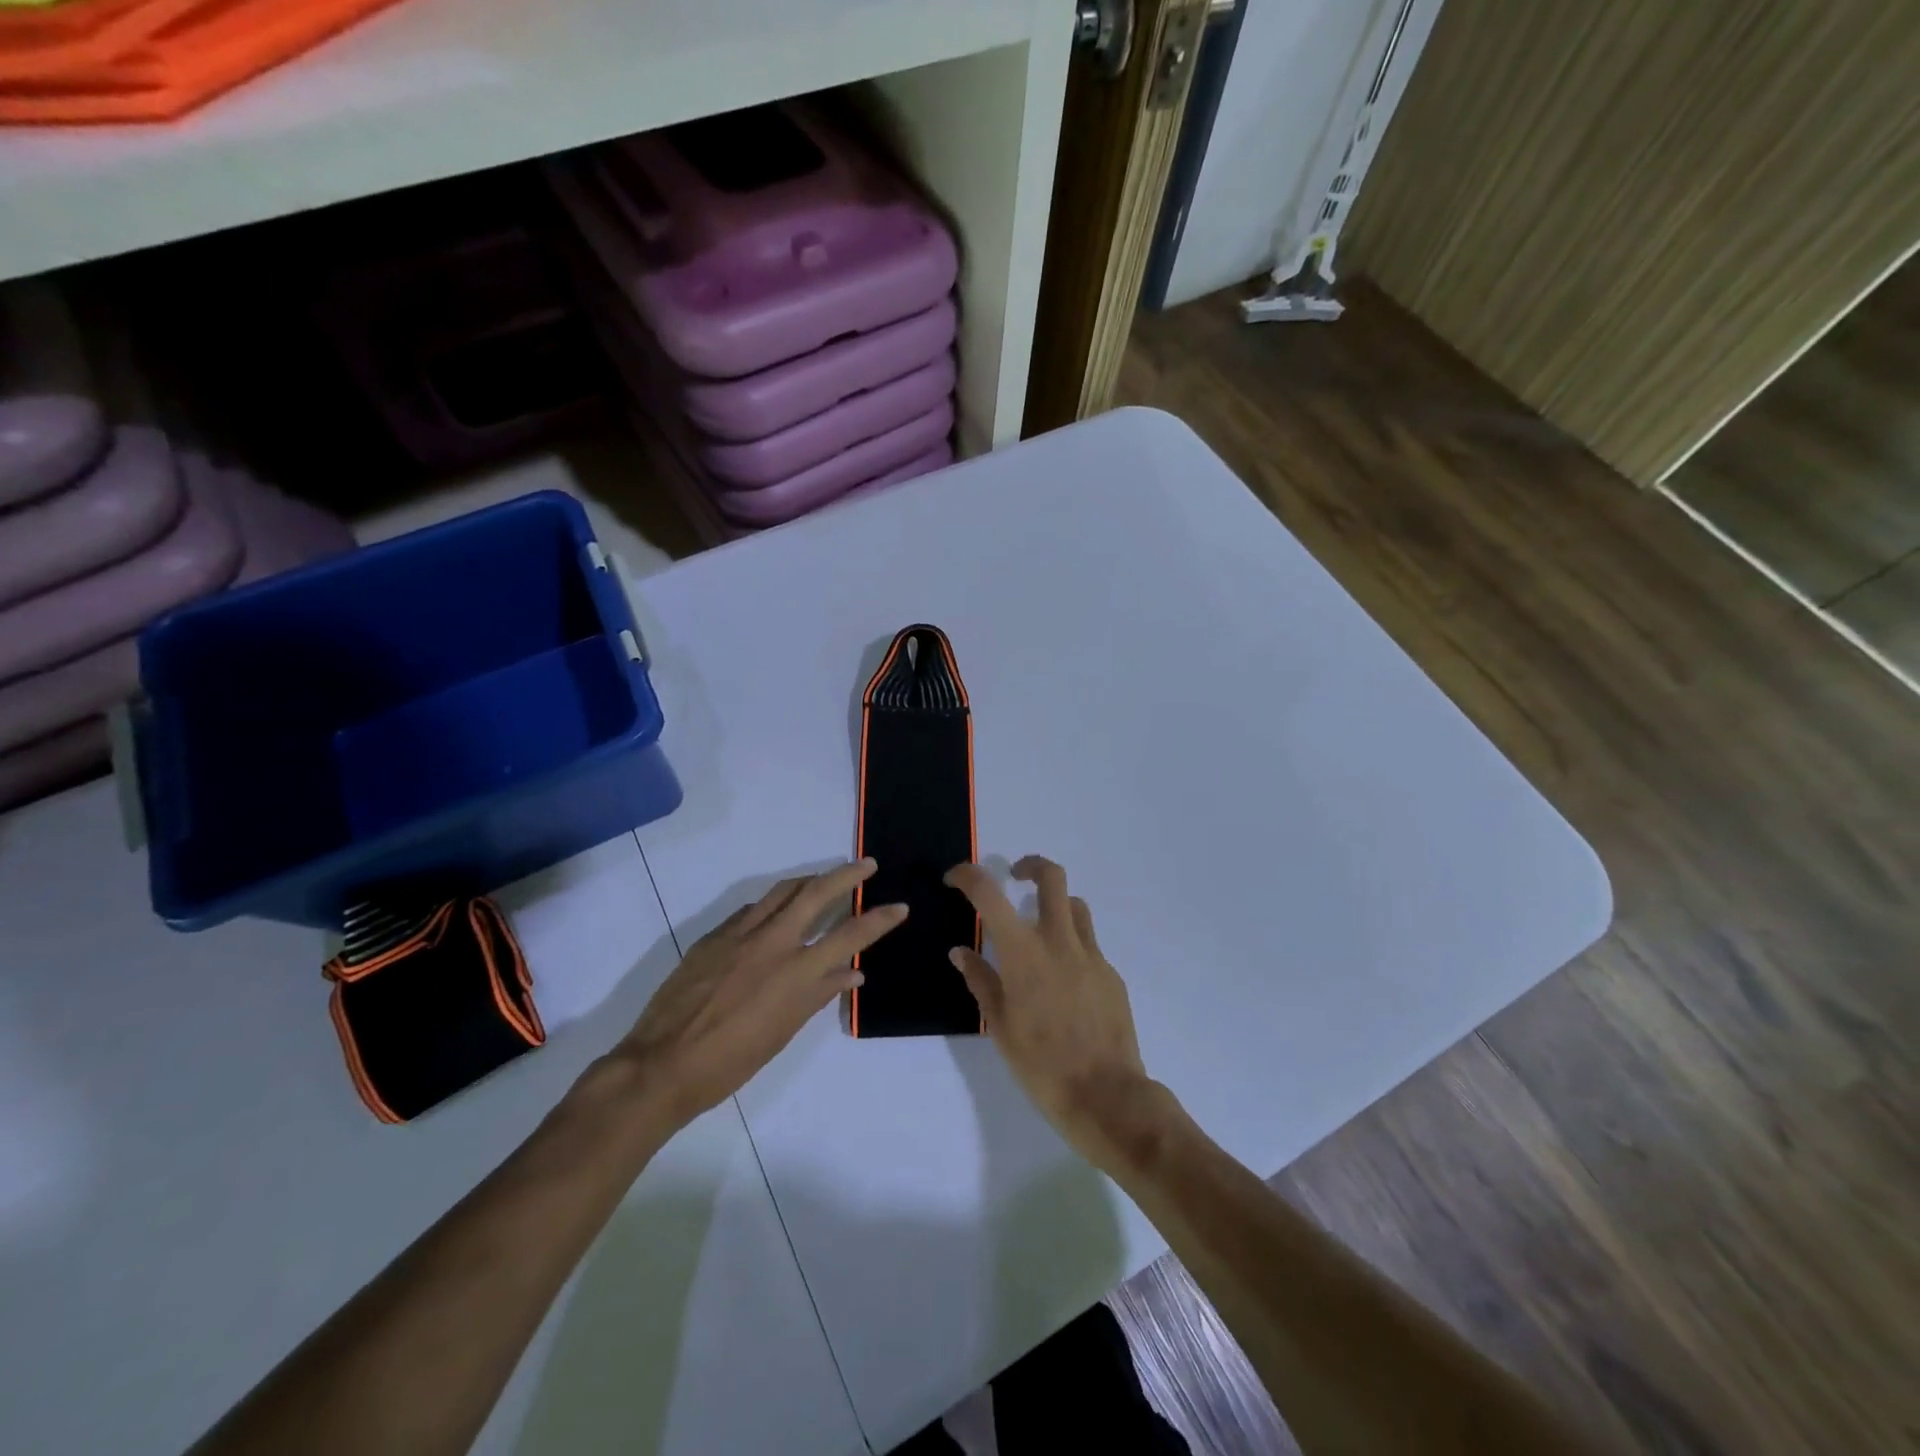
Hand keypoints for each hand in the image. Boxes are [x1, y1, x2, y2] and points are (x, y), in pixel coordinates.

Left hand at [610, 860, 907, 1131]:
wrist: (662, 1064)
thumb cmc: (731, 1061)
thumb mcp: (783, 1032)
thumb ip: (818, 995)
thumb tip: (851, 973)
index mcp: (796, 972)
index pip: (850, 936)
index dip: (879, 919)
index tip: (900, 906)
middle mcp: (772, 943)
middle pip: (816, 893)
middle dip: (846, 875)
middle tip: (867, 864)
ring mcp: (740, 934)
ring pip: (782, 891)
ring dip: (809, 880)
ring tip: (825, 878)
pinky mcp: (714, 936)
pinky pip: (751, 909)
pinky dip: (773, 905)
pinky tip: (776, 913)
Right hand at [945, 857, 1166, 1171]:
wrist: (1106, 1095)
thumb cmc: (1041, 1064)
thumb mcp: (999, 1026)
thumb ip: (980, 980)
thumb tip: (961, 952)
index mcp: (1024, 952)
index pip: (990, 893)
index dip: (968, 875)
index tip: (955, 878)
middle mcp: (1059, 941)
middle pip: (1051, 877)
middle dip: (1031, 866)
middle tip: (1015, 878)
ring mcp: (1091, 955)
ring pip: (1075, 906)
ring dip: (1055, 905)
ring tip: (1039, 930)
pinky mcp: (1111, 974)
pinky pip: (1089, 944)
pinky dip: (1071, 946)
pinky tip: (1063, 981)